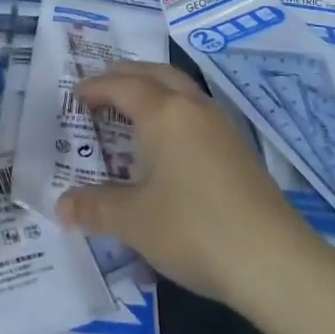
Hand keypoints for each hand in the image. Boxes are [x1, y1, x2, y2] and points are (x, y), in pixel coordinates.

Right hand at [56, 63, 313, 306]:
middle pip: (155, 73)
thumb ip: (95, 208)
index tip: (75, 96)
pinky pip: (196, 110)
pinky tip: (169, 140)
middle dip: (125, 75)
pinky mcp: (238, 148)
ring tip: (132, 107)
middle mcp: (192, 108)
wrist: (273, 260)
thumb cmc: (193, 229)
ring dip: (153, 88)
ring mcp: (220, 126)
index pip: (121, 86)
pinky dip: (173, 109)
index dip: (95, 88)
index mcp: (163, 113)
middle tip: (101, 87)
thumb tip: (61, 206)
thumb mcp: (134, 221)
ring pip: (181, 88)